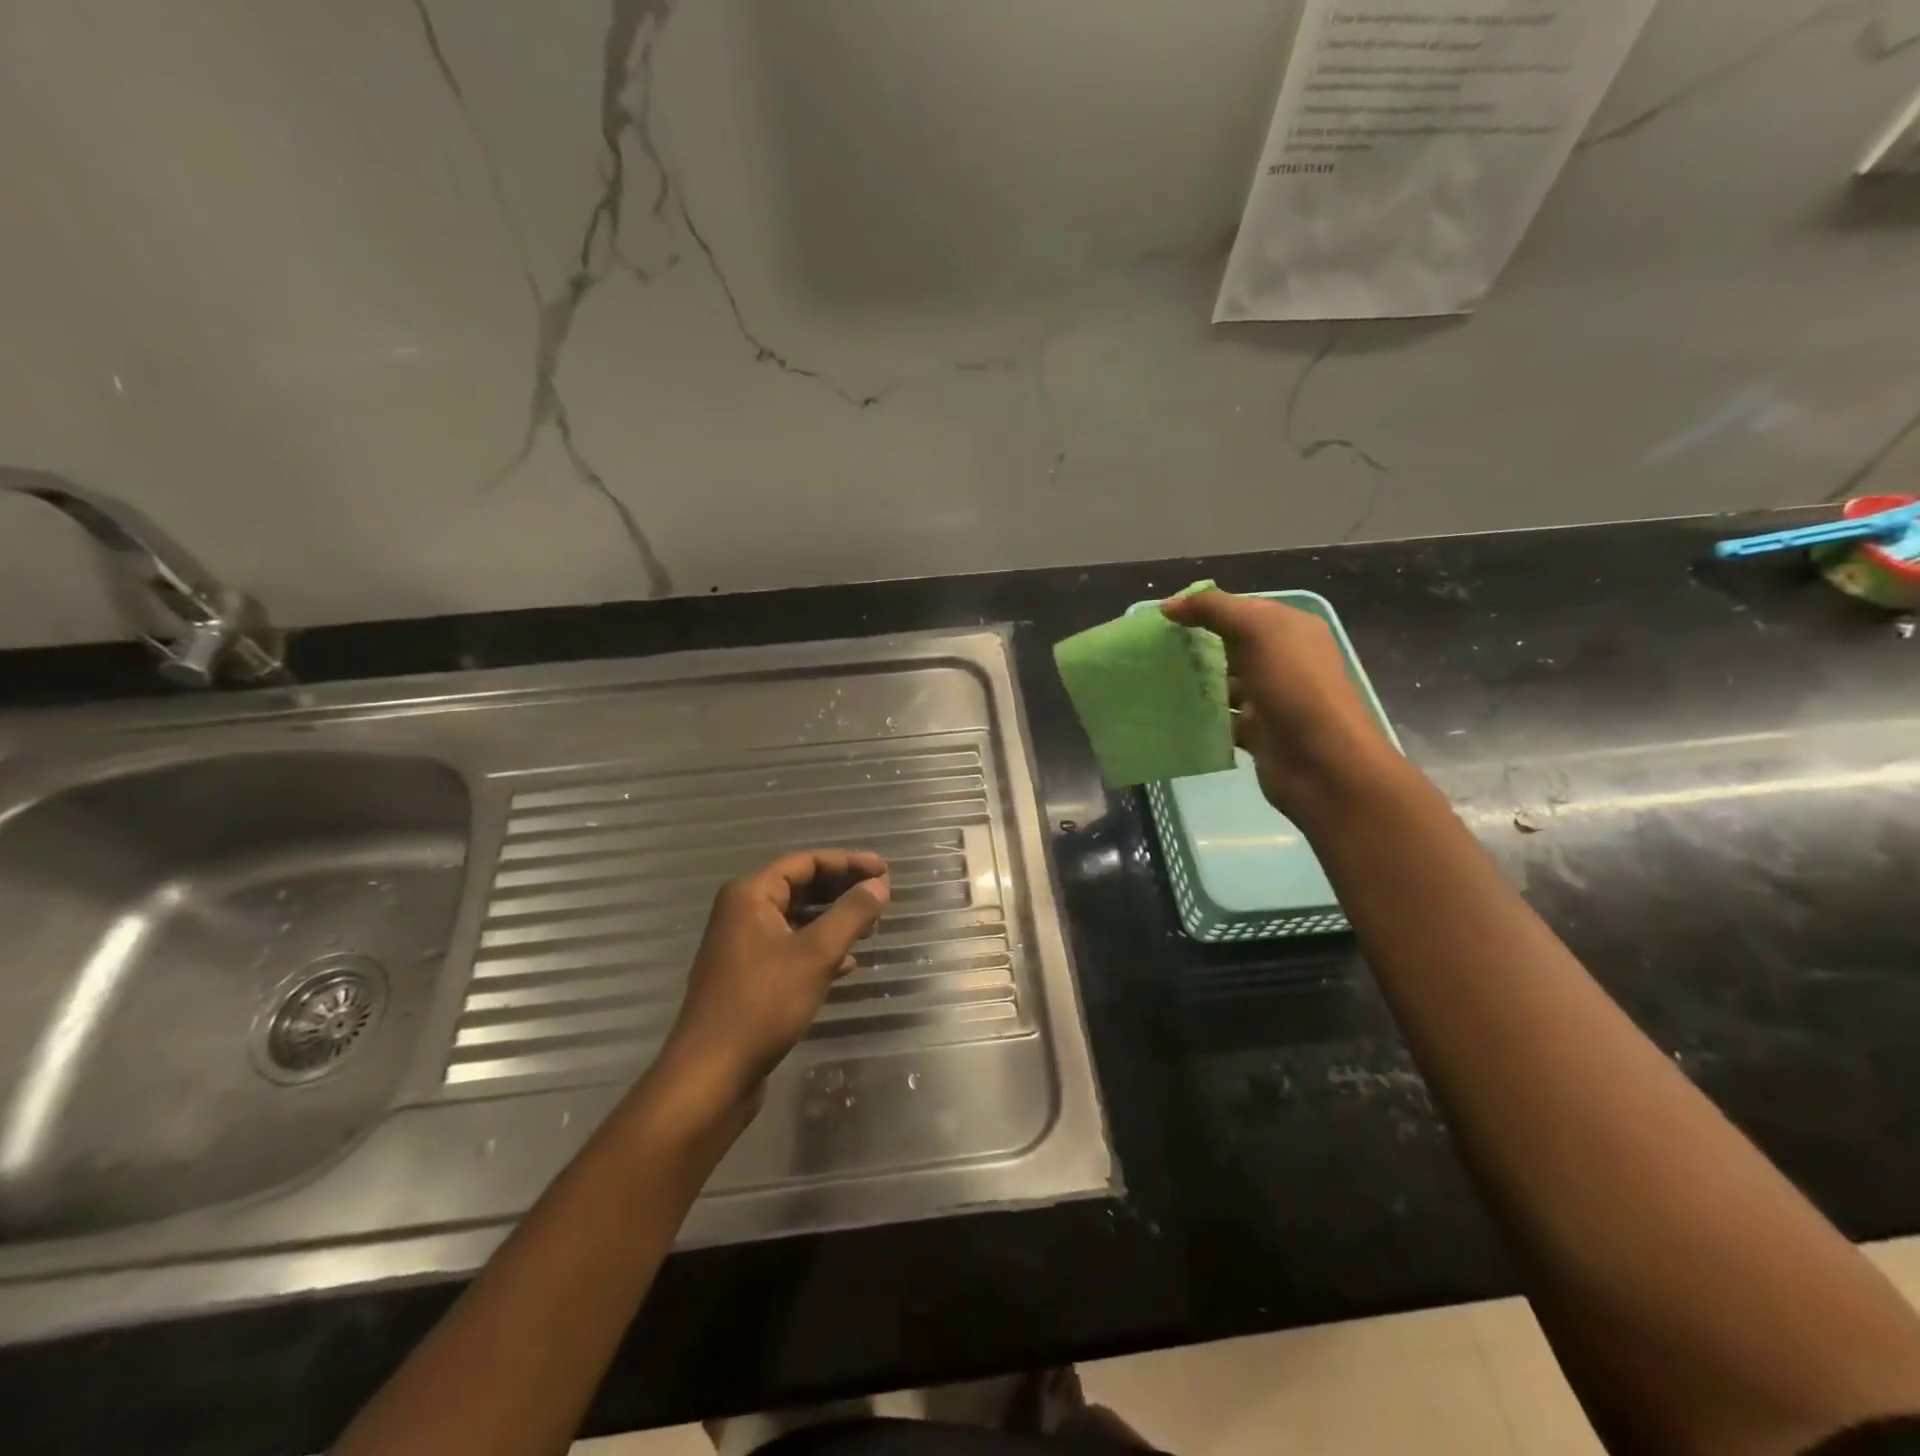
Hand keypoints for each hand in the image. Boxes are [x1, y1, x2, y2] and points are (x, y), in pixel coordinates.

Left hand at [650, 851, 889, 1123]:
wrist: (711, 1075)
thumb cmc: (763, 1004)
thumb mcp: (816, 954)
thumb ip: (851, 914)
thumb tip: (879, 885)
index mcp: (750, 895)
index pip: (805, 862)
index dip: (848, 862)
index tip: (884, 871)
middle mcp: (742, 913)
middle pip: (800, 887)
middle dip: (842, 890)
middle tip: (880, 897)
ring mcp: (742, 947)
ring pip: (796, 920)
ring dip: (833, 920)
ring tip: (870, 928)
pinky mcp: (747, 979)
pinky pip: (789, 949)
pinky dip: (818, 950)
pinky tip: (847, 965)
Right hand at [1161, 589, 1403, 826]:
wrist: (1322, 763)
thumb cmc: (1294, 687)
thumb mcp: (1257, 631)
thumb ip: (1213, 609)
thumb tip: (1169, 605)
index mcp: (1291, 630)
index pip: (1242, 610)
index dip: (1205, 610)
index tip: (1164, 619)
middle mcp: (1284, 661)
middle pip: (1231, 647)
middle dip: (1195, 647)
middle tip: (1153, 651)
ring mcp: (1270, 699)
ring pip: (1224, 684)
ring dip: (1195, 684)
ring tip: (1154, 681)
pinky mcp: (1257, 733)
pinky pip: (1222, 719)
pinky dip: (1200, 718)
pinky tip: (1171, 714)